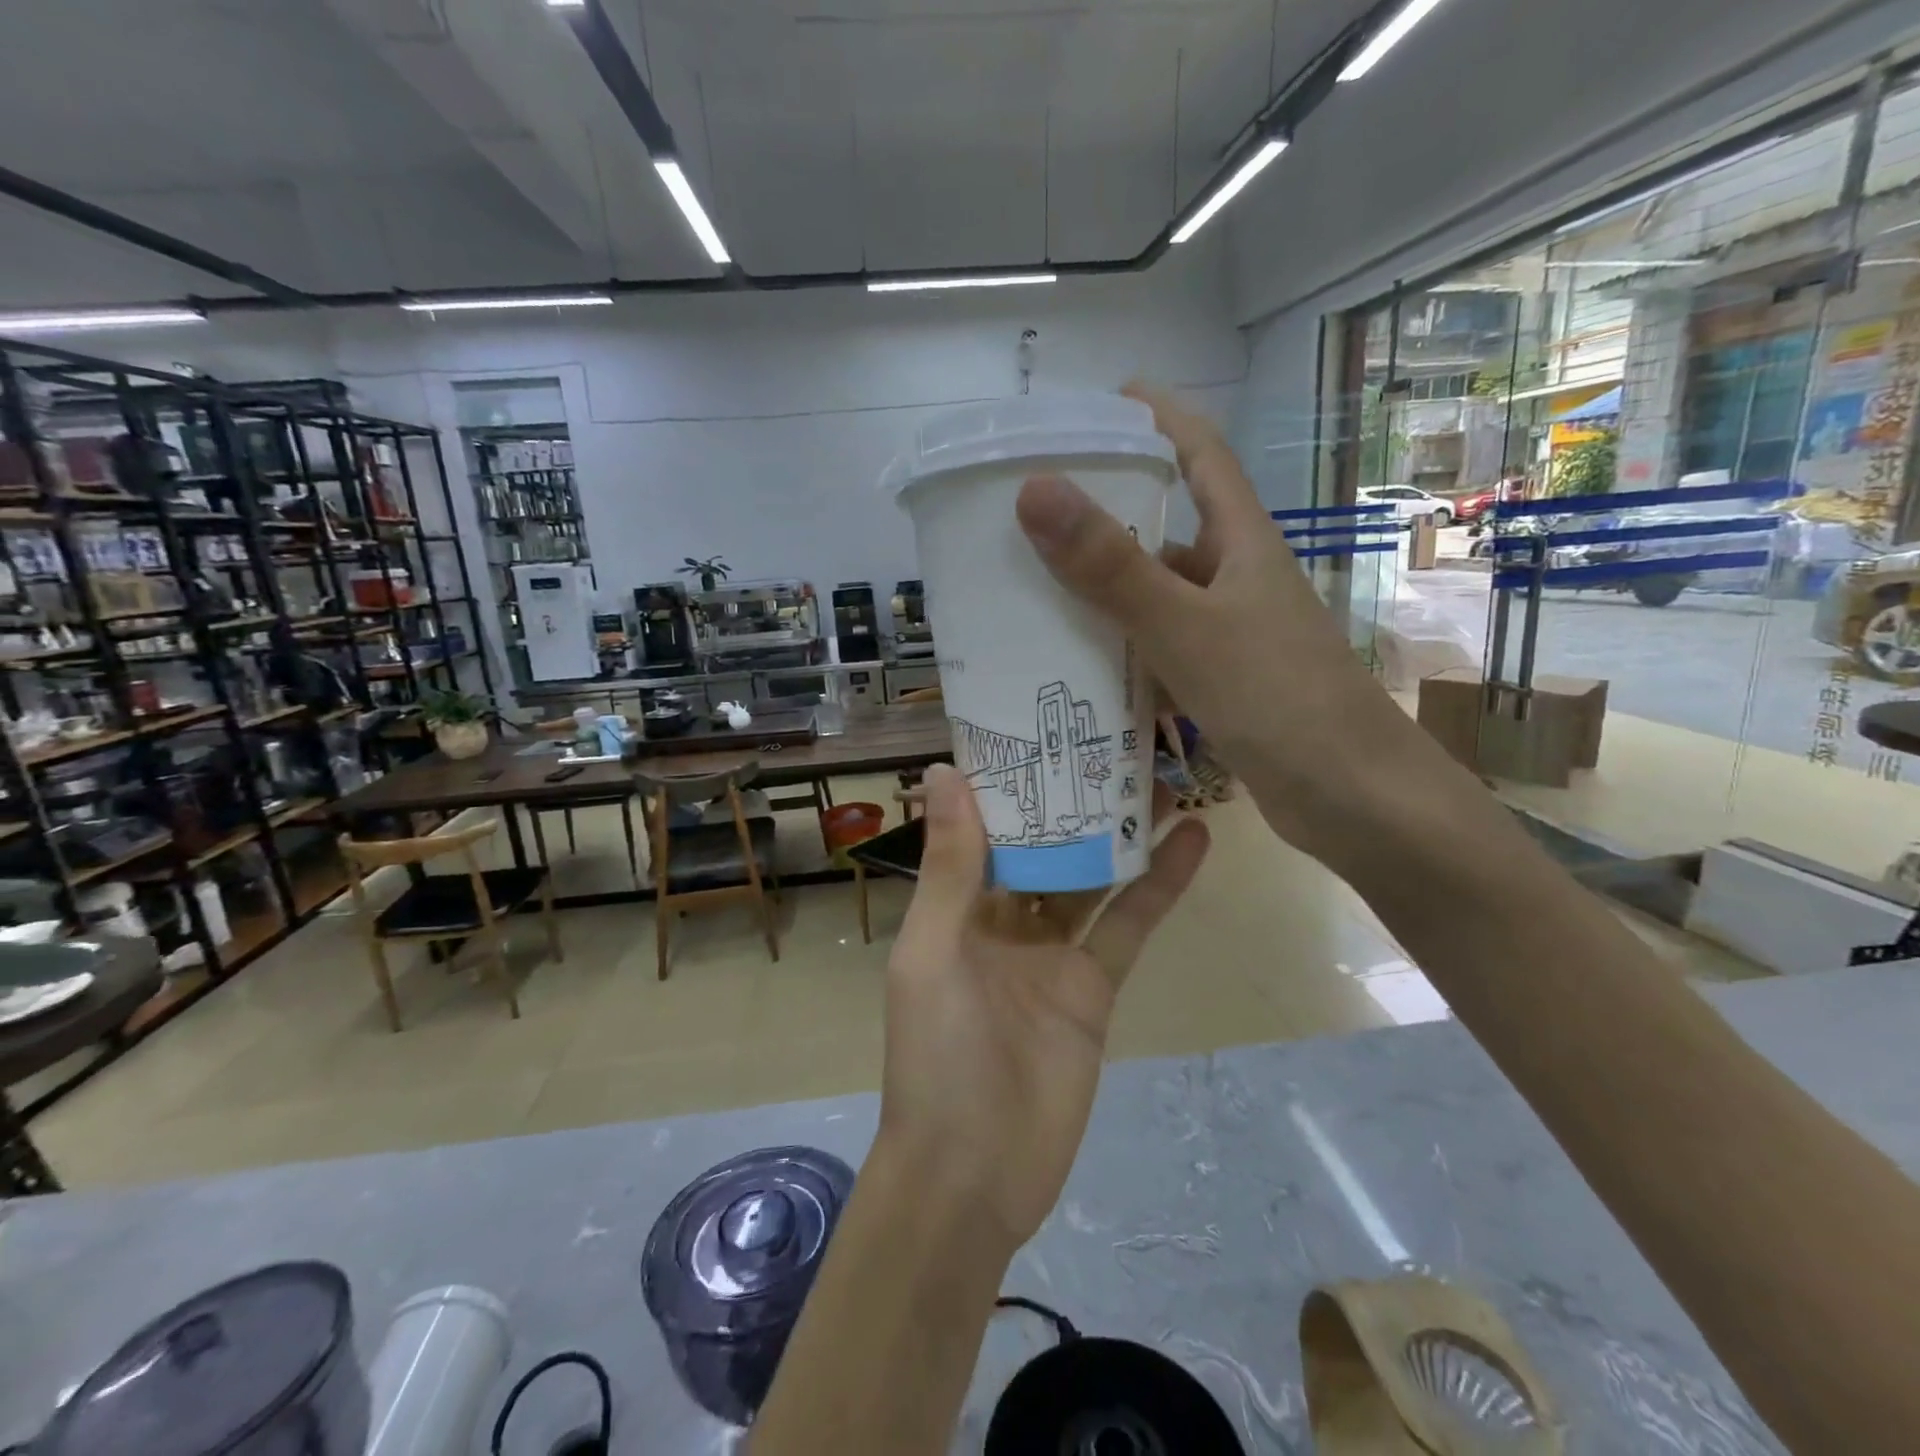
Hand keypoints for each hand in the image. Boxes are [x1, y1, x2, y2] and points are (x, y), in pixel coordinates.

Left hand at [878, 762, 1208, 1248]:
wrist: (973, 1173)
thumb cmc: (935, 1055)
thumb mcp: (933, 950)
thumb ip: (950, 866)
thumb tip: (944, 771)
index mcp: (955, 905)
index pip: (984, 827)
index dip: (1009, 781)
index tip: (1039, 725)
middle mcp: (1003, 919)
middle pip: (1044, 845)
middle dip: (1073, 799)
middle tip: (1114, 739)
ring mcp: (1053, 952)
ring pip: (1092, 877)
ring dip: (1121, 831)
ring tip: (1161, 774)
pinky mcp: (1094, 987)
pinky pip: (1129, 926)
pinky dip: (1159, 885)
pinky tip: (1192, 840)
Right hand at [1013, 384, 1437, 871]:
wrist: (1353, 800)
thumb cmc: (1278, 700)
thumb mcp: (1186, 627)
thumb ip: (1111, 566)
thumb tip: (1035, 487)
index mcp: (1241, 543)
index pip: (1199, 453)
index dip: (1156, 416)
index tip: (1099, 400)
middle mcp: (1236, 579)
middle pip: (1166, 525)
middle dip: (1106, 510)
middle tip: (1032, 508)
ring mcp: (1229, 634)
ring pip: (1156, 595)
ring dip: (1104, 588)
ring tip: (1031, 585)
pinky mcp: (1220, 684)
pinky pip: (1157, 651)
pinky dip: (1119, 650)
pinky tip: (1075, 664)